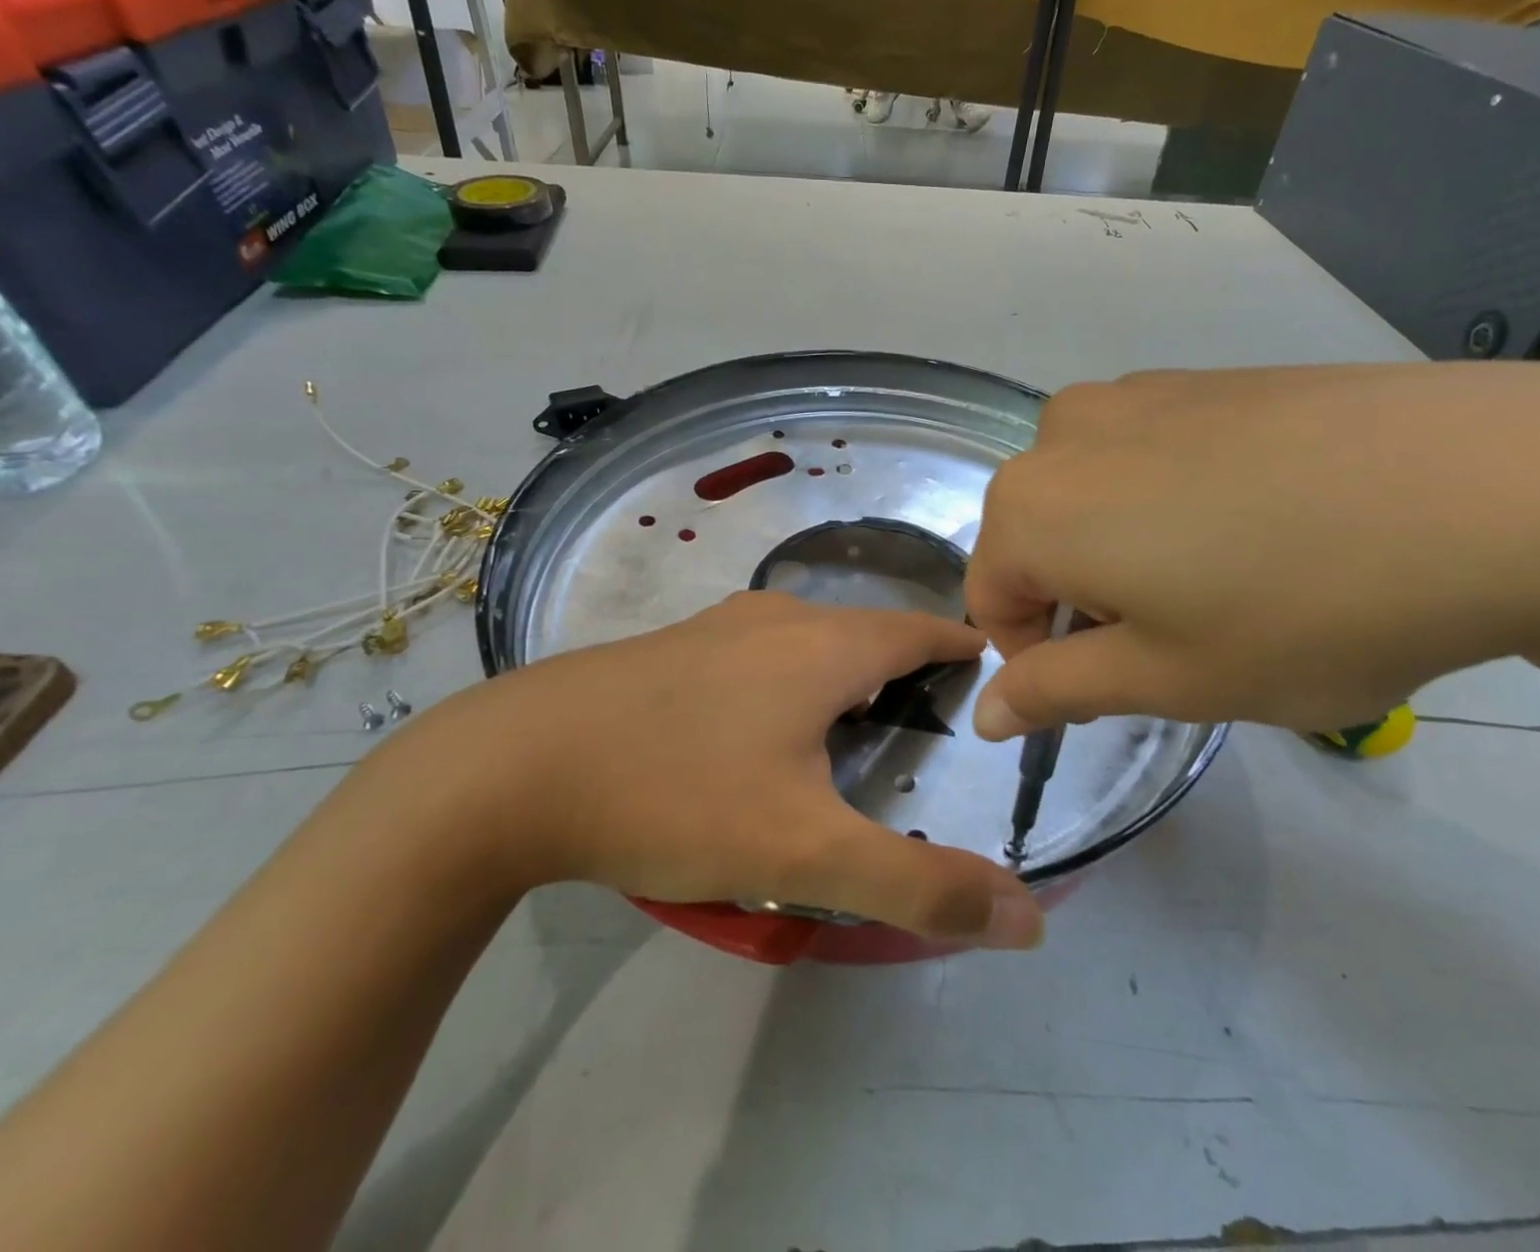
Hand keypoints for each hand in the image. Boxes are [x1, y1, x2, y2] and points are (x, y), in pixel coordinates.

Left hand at [374, 592, 1043, 948]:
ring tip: (856, 717)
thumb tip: (1027, 918)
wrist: (511, 769)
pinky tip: (761, 721)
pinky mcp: (669, 648)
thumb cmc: (676, 795)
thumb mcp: (806, 855)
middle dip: (904, 662)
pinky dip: (787, 674)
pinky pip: (756, 651)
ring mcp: (716, 627)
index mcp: (823, 647)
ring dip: (842, 667)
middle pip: (863, 631)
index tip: (987, 666)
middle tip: (927, 713)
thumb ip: (920, 887)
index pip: (918, 630)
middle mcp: (776, 620)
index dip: (958, 645)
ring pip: (806, 638)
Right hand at [965, 362, 1539, 737]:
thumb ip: (1055, 692)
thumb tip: (984, 713)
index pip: (991, 601)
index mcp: (1032, 506)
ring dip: (1123, 550)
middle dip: (1083, 601)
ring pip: (1089, 497)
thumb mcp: (1168, 679)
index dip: (1040, 660)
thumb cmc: (1303, 609)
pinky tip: (1261, 522)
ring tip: (1223, 578)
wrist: (1497, 486)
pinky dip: (1169, 501)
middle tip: (1179, 639)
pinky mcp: (1205, 378)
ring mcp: (1137, 393)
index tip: (1118, 686)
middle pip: (1036, 542)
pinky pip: (1146, 454)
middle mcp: (1063, 433)